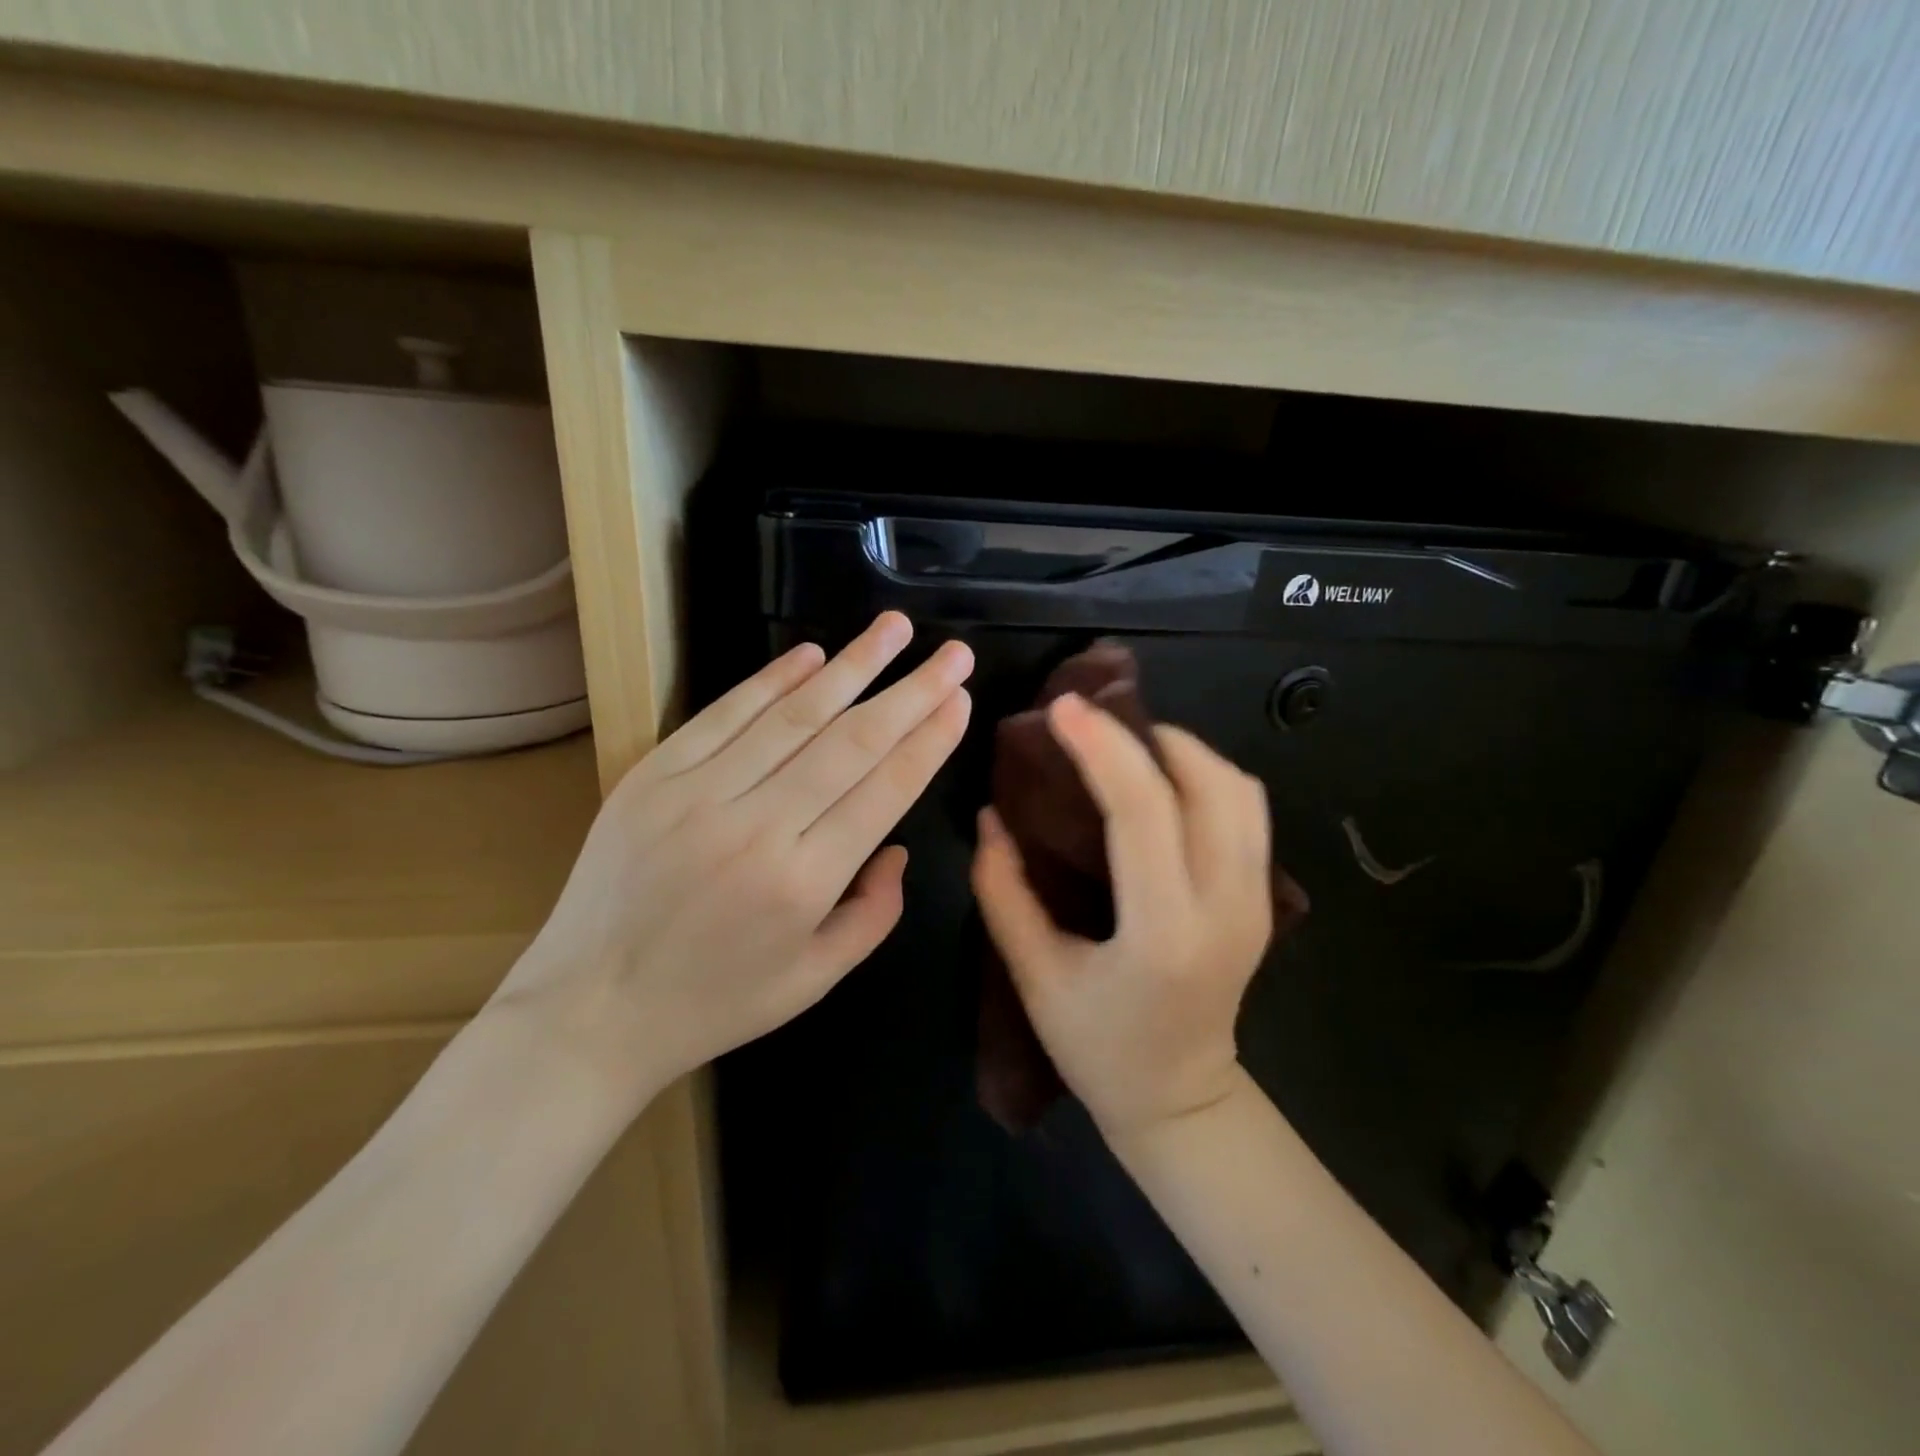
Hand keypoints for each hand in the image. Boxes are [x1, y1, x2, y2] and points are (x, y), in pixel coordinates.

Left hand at [494, 611, 972, 1112]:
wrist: (587, 1010)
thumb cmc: (713, 1004)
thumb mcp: (814, 980)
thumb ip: (874, 915)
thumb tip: (897, 847)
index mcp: (804, 882)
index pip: (885, 790)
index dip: (928, 740)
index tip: (960, 699)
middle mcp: (758, 827)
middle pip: (851, 742)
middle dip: (911, 692)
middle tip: (953, 654)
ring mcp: (699, 794)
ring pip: (793, 716)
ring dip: (851, 666)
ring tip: (894, 629)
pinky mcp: (653, 777)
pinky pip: (724, 715)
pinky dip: (771, 680)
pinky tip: (812, 654)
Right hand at [971, 692, 1273, 1143]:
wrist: (1180, 1099)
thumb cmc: (1097, 1046)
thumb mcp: (1033, 974)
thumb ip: (1003, 891)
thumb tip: (990, 814)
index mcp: (1163, 932)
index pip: (1142, 811)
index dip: (1102, 748)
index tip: (1064, 709)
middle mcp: (1225, 907)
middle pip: (1208, 784)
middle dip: (1145, 736)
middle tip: (1090, 722)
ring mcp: (1257, 902)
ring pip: (1240, 790)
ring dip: (1183, 751)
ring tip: (1126, 745)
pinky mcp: (1265, 900)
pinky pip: (1248, 812)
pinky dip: (1207, 775)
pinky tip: (1164, 780)